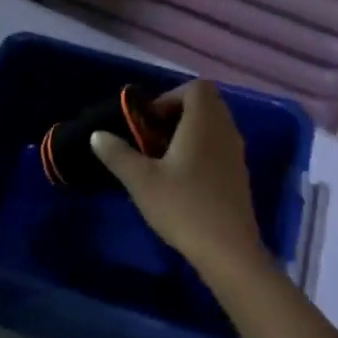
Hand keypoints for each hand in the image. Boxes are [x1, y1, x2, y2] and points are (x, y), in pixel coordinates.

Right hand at [91, 81, 265, 280]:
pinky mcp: (239, 174)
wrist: (228, 249)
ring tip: (162, 159)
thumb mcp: (141, 180)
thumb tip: (98, 135)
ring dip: (188, 132)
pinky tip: (181, 178)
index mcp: (204, 122)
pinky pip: (219, 145)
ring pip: (213, 126)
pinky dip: (200, 149)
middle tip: (152, 138)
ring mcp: (236, 152)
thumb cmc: (183, 207)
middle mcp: (225, 130)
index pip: (196, 87)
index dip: (170, 96)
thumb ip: (118, 154)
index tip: (149, 122)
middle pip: (206, 103)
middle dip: (177, 113)